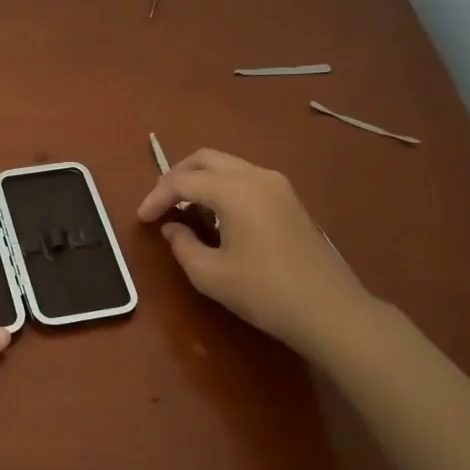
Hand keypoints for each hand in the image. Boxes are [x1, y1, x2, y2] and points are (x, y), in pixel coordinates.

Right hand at [137, 149, 374, 355]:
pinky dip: (221, 188)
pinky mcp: (289, 199)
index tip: (141, 220)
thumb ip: (182, 245)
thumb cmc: (264, 292)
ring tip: (182, 210)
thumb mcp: (210, 274)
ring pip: (227, 166)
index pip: (183, 181)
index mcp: (235, 190)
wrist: (329, 310)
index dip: (156, 197)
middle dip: (175, 177)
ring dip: (199, 181)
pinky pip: (244, 178)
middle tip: (159, 204)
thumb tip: (172, 228)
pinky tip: (213, 215)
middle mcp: (256, 176)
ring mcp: (277, 185)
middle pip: (205, 159)